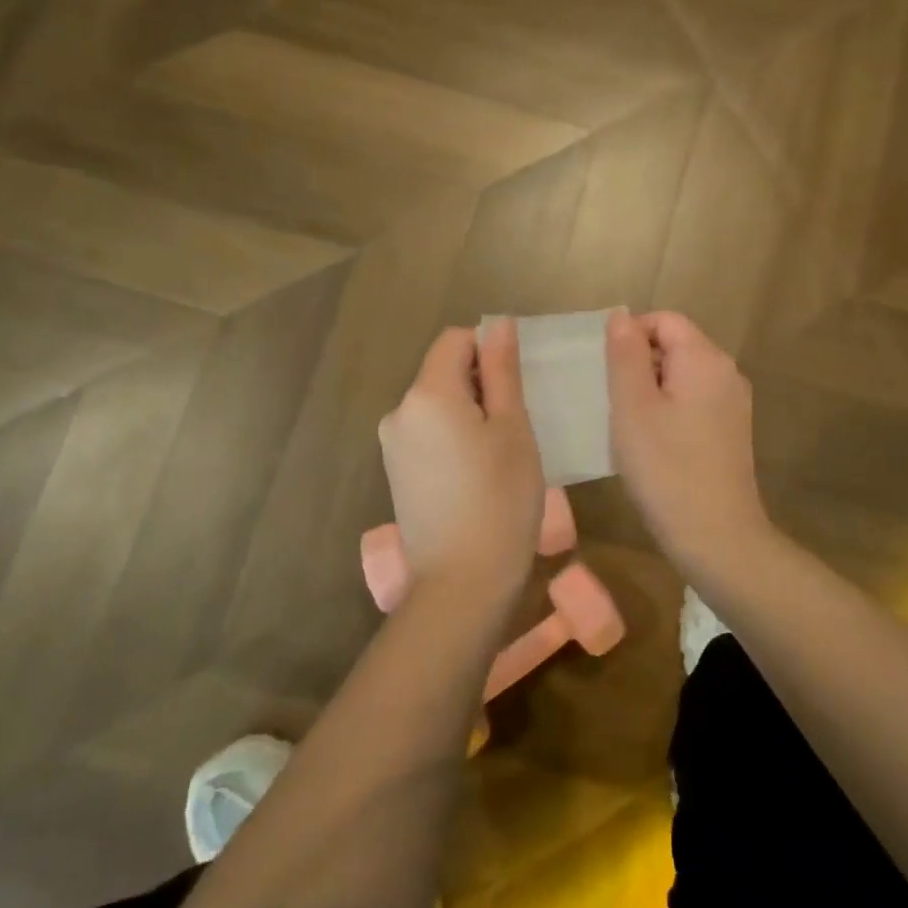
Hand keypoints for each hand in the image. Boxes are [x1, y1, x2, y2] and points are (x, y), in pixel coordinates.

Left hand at [379, 323, 544, 598]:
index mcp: (427, 393)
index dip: (488, 351)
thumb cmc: (501, 498)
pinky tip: (475, 476)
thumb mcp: (512, 428)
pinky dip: (452, 439)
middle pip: (442, 372)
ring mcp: (392, 445)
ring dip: (467, 413)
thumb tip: (498, 324)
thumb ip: (501, 371)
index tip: (515, 389)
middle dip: (479, 384)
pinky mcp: (395, 473)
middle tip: (514, 426)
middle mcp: (399, 411)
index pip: (455, 340)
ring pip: (436, 404)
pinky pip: (427, 434)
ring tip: (497, 456)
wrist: (462, 582)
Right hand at [606, 309, 768, 564]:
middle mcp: (726, 372)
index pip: (664, 320)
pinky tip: (651, 443)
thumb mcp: (633, 407)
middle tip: (611, 401)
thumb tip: (621, 315)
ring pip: (681, 375)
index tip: (604, 372)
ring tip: (627, 424)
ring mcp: (732, 403)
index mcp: (705, 359)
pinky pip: (693, 401)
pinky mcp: (730, 430)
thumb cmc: (666, 468)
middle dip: (638, 364)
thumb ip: (625, 355)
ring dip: (650, 390)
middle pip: (675, 345)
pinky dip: (668, 410)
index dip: (630, 335)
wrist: (716, 538)